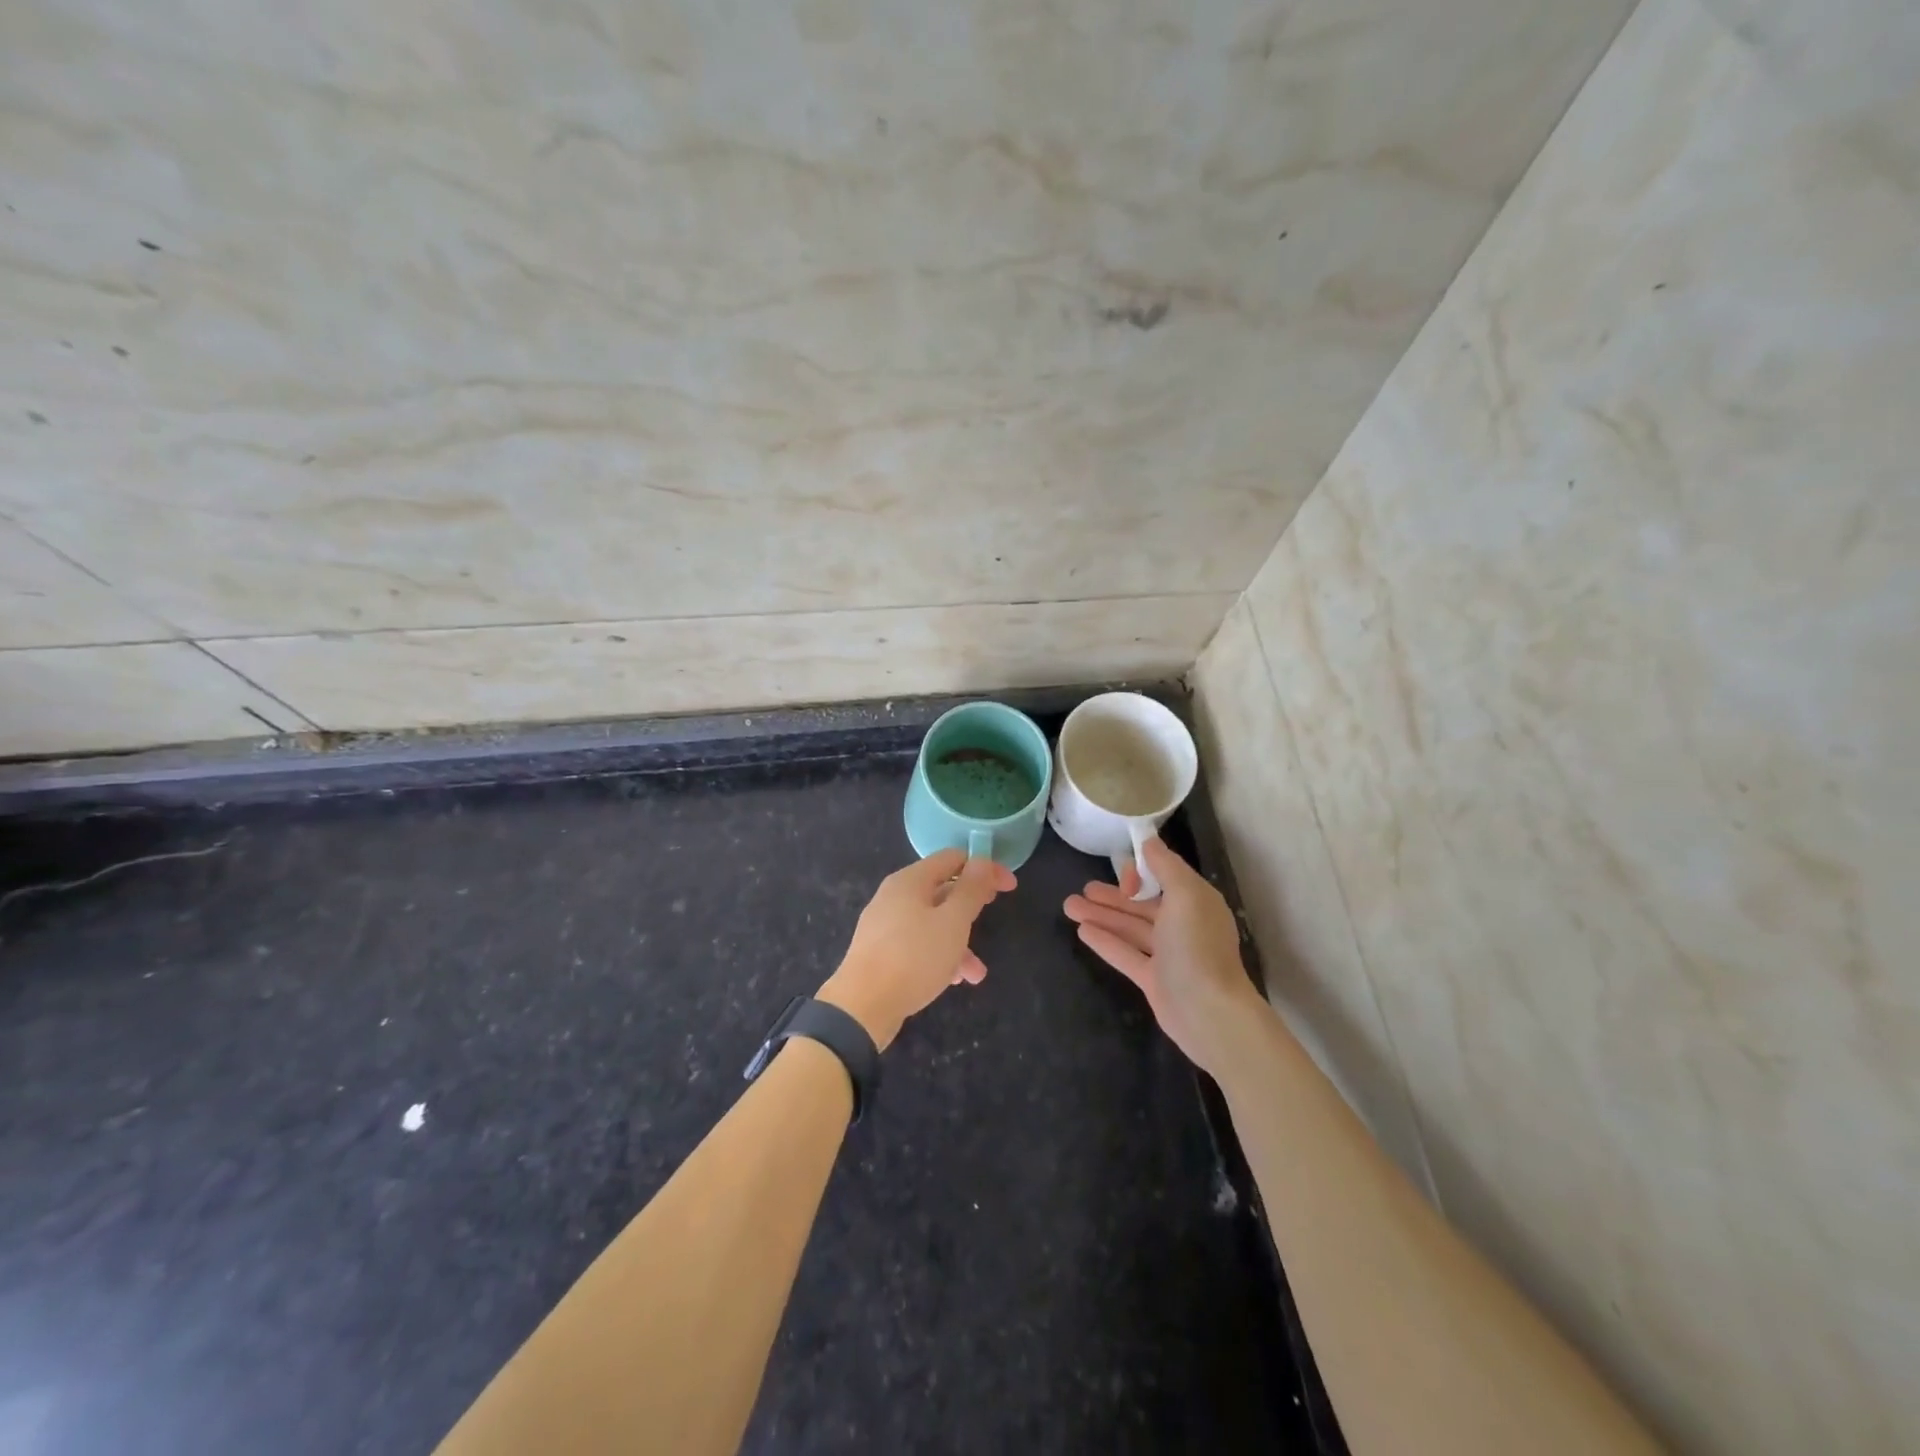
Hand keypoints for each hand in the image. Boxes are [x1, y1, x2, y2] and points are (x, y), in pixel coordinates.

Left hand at [817, 849, 1015, 1051]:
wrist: (861, 1007)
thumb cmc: (913, 957)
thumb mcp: (952, 922)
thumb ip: (970, 890)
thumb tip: (981, 860)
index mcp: (910, 881)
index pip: (953, 859)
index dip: (984, 868)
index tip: (1009, 887)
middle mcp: (894, 896)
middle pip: (941, 889)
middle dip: (971, 904)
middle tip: (994, 912)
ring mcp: (885, 925)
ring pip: (932, 922)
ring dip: (959, 940)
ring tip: (977, 972)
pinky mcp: (881, 953)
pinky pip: (918, 945)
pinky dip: (939, 956)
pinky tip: (953, 981)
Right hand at [1063, 836, 1264, 1076]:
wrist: (1209, 1013)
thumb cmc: (1197, 946)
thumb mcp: (1185, 894)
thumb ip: (1166, 866)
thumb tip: (1149, 841)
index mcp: (1195, 902)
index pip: (1163, 879)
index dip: (1139, 875)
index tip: (1121, 878)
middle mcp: (1183, 925)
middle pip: (1142, 905)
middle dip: (1112, 895)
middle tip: (1081, 889)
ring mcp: (1168, 955)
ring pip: (1129, 928)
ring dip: (1101, 915)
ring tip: (1069, 906)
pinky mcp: (1153, 980)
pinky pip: (1125, 954)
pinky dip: (1105, 941)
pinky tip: (1081, 931)